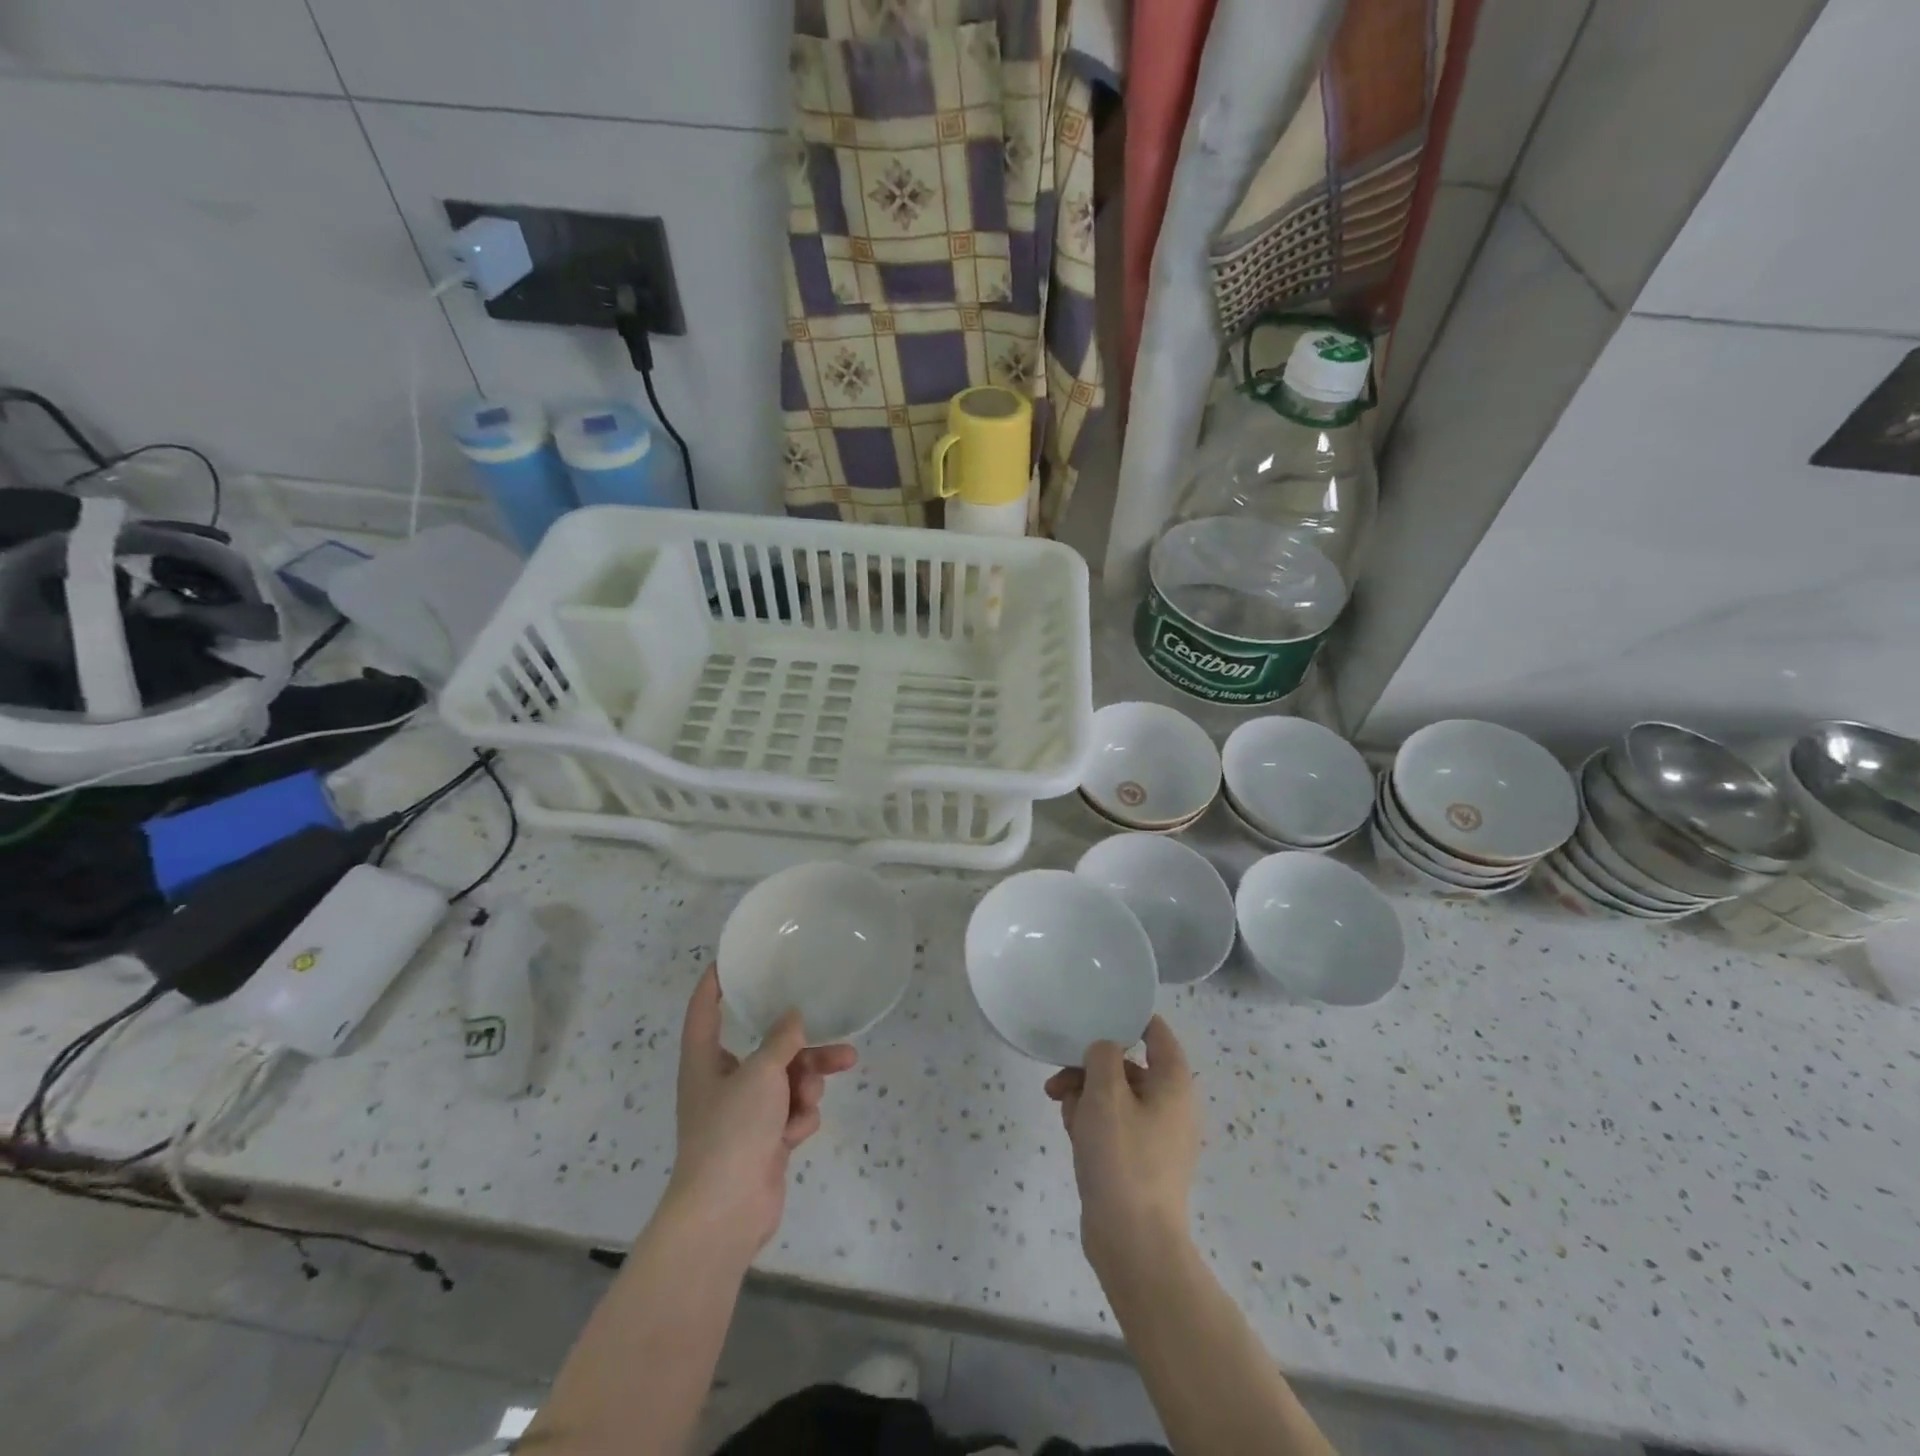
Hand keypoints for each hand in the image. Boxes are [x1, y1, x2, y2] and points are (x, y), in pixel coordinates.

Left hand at [665, 967, 856, 1260]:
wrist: (726, 1211)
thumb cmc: (732, 1129)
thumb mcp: (760, 1072)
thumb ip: (781, 1040)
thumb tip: (793, 1017)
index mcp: (705, 1060)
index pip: (704, 1010)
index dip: (715, 983)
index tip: (730, 960)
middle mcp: (723, 1081)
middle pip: (767, 1048)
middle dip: (802, 1048)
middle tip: (836, 1041)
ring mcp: (746, 1113)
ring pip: (788, 1080)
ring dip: (806, 1084)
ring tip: (814, 1094)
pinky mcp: (765, 1139)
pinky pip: (792, 1112)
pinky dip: (798, 1119)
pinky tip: (795, 1134)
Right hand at [1044, 1017, 1198, 1273]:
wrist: (1133, 1244)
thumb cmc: (1122, 1158)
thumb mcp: (1106, 1093)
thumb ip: (1103, 1056)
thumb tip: (1104, 1050)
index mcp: (1173, 1084)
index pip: (1157, 1033)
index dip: (1130, 1017)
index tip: (1095, 1013)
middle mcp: (1171, 1106)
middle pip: (1127, 1067)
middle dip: (1090, 1068)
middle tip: (1059, 1080)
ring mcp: (1156, 1138)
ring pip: (1115, 1097)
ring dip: (1085, 1096)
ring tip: (1063, 1111)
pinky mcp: (1139, 1163)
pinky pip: (1114, 1127)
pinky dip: (1092, 1124)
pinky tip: (1072, 1136)